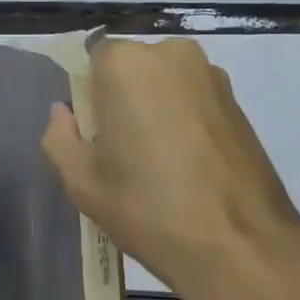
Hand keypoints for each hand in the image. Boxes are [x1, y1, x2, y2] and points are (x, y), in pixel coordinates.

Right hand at [40, 38, 299, 299]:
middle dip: (123, 100)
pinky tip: (187, 167)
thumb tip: (64, 112)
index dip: (91, 99)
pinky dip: (184, 123)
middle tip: (124, 153)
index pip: (94, 61)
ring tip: (158, 164)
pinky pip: (193, 101)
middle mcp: (173, 54)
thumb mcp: (83, 182)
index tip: (96, 137)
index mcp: (128, 65)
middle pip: (132, 69)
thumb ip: (60, 137)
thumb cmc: (149, 209)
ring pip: (165, 85)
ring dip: (155, 111)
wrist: (240, 246)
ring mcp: (212, 76)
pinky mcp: (238, 102)